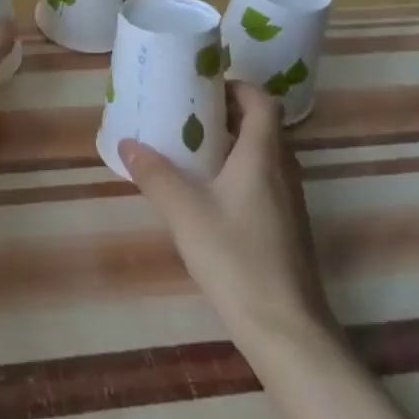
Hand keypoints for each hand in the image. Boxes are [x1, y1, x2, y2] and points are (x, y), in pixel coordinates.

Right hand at [119, 82, 336, 346]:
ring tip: (192, 151)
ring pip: (263, 156)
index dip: (237, 87)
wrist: (286, 331)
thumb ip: (155, 175)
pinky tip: (209, 195)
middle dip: (227, 114)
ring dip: (233, 145)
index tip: (203, 87)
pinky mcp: (287, 230)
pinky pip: (264, 182)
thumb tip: (128, 143)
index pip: (262, 102)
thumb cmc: (236, 258)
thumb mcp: (185, 213)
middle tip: (187, 115)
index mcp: (263, 156)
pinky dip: (239, 173)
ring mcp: (290, 203)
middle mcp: (283, 172)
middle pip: (262, 127)